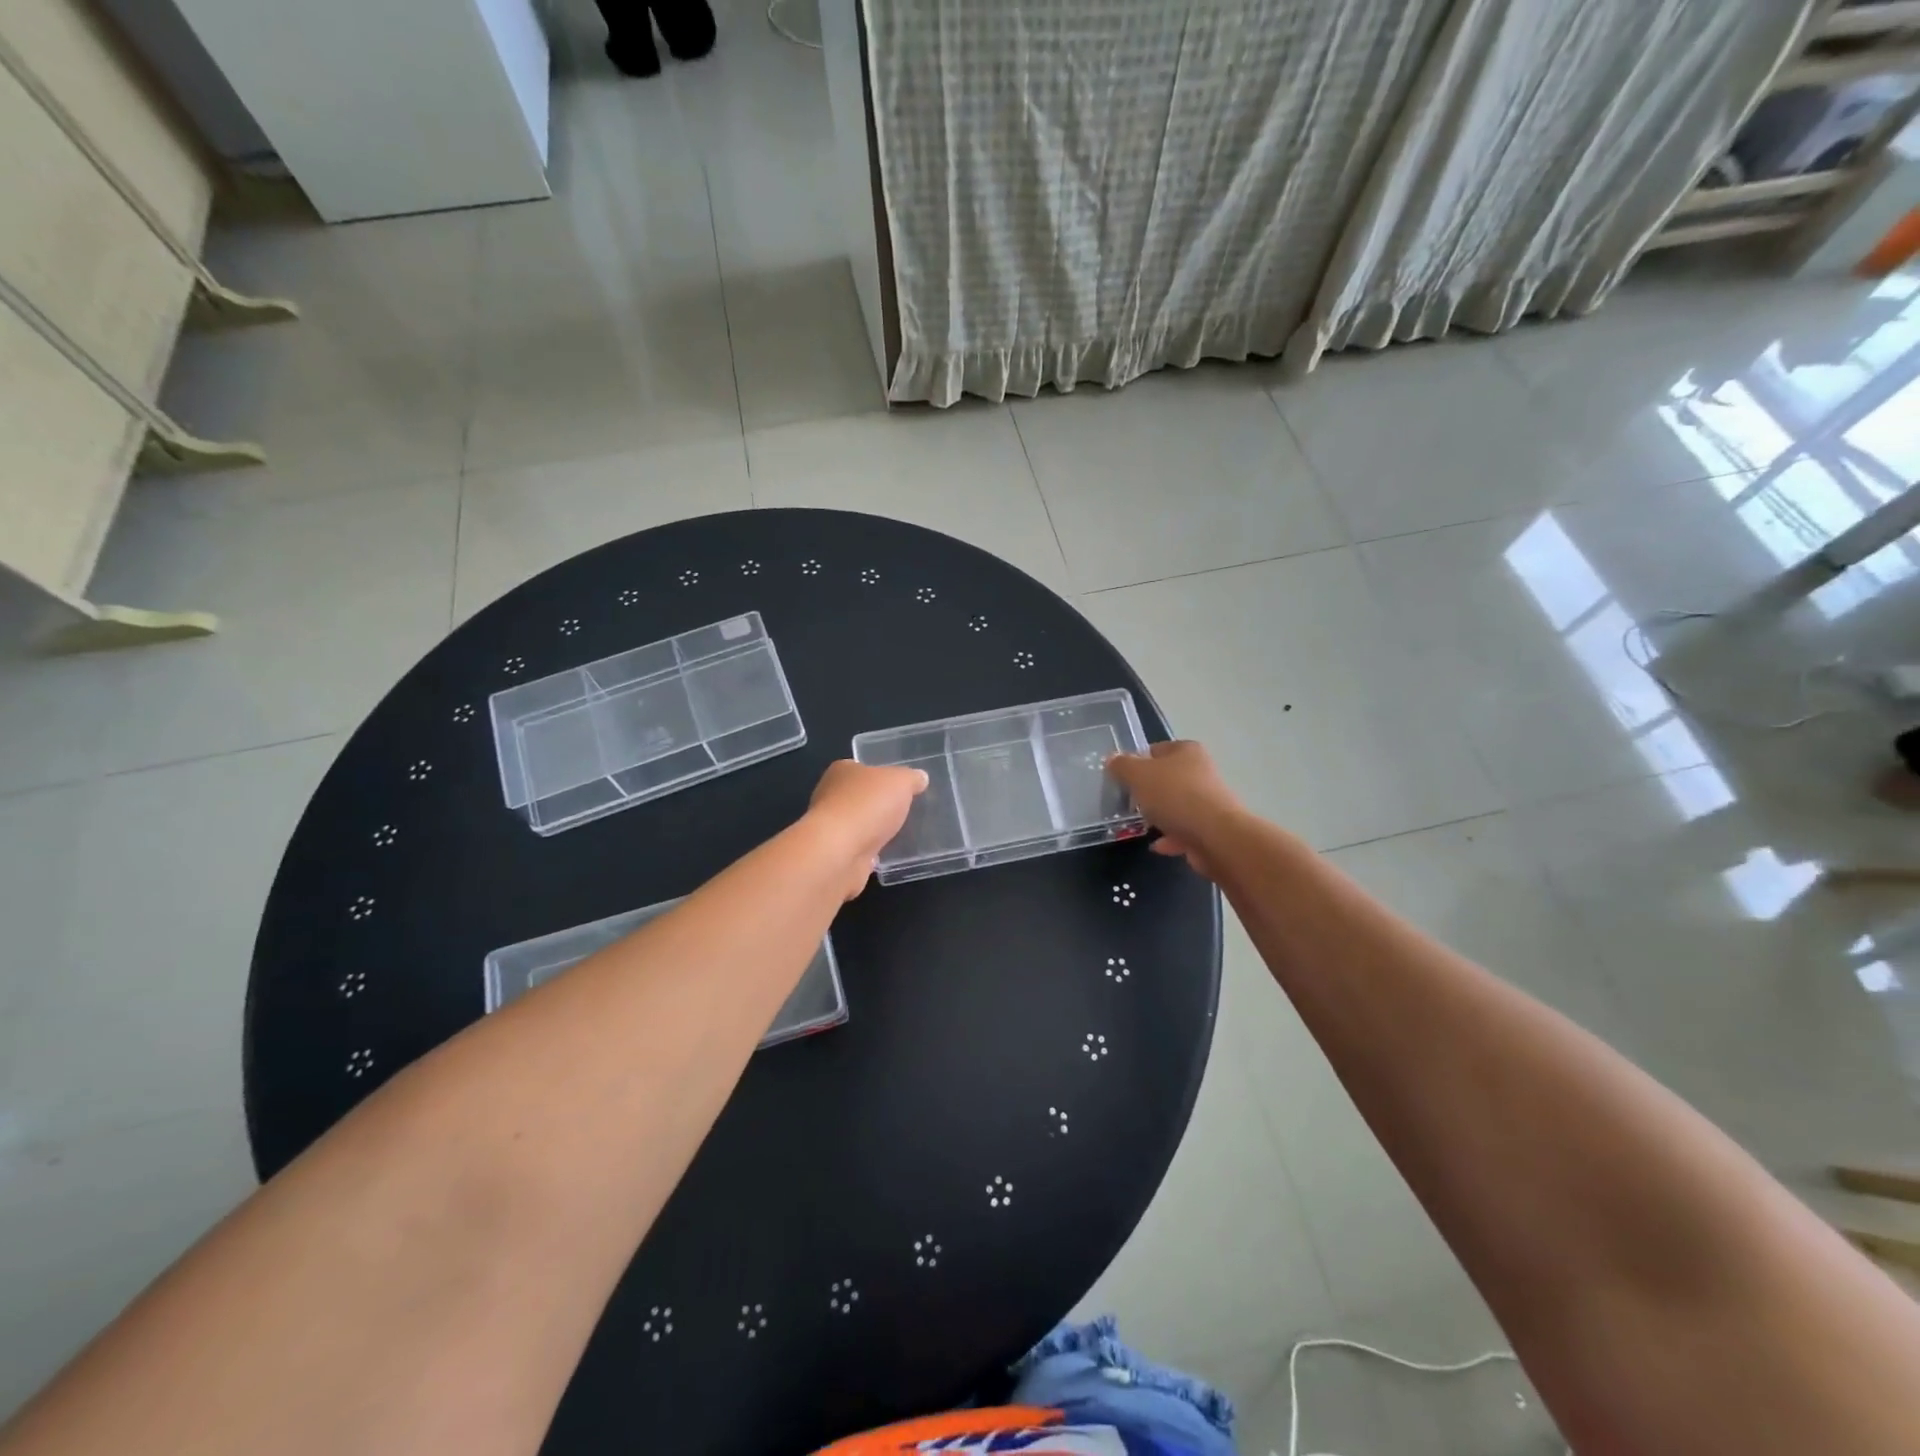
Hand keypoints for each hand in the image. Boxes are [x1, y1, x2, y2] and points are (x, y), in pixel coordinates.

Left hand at [807, 760, 928, 898]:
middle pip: (860, 796)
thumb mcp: (900, 782)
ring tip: (901, 834)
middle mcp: (830, 796)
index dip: (881, 776)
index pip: (862, 768)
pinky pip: (858, 848)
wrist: (839, 852)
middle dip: (879, 804)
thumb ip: (911, 778)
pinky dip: (870, 850)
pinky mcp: (835, 853)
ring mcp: (831, 827)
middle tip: (905, 810)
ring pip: (859, 824)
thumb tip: (920, 778)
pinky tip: (887, 854)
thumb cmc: (867, 805)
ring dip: (874, 829)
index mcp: (842, 771)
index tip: (900, 787)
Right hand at [1104, 740, 1245, 879]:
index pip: (1156, 750)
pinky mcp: (1211, 828)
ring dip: (1159, 815)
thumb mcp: (1138, 775)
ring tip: (1140, 825)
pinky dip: (1170, 837)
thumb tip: (1112, 759)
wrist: (1216, 836)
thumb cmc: (1175, 796)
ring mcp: (1209, 801)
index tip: (1122, 779)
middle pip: (1167, 778)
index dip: (1137, 762)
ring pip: (1176, 805)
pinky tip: (1157, 845)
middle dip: (1148, 791)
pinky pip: (1184, 830)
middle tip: (1129, 802)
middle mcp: (1201, 772)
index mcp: (1187, 751)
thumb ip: (1122, 766)